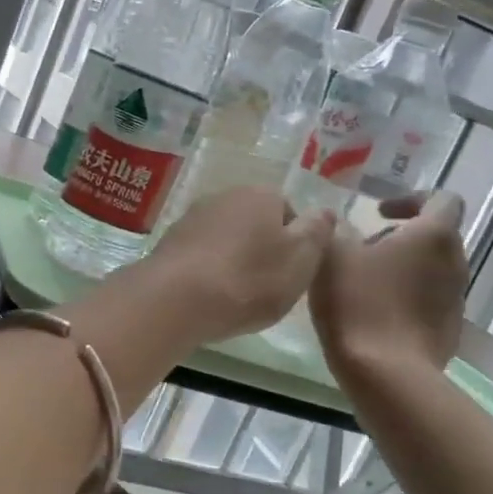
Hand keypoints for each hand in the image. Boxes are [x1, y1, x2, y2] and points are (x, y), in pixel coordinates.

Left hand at [141, 187, 336, 344]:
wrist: (175, 299)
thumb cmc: (249, 279)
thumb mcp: (301, 259)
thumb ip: (317, 232)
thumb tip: (324, 211)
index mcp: (260, 194)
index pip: (289, 210)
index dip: (295, 243)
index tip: (293, 273)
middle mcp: (223, 196)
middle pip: (254, 223)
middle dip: (262, 250)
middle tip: (267, 287)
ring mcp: (191, 218)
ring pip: (225, 238)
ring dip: (233, 261)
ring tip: (236, 296)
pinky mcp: (169, 243)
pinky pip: (200, 255)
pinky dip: (208, 271)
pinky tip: (209, 296)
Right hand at [309, 191, 467, 380]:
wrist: (386, 374)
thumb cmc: (358, 302)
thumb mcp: (331, 255)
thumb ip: (334, 229)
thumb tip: (337, 221)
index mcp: (433, 235)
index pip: (443, 199)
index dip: (410, 199)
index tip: (378, 214)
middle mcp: (455, 262)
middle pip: (435, 236)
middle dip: (401, 237)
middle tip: (362, 250)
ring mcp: (457, 299)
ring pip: (431, 270)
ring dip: (403, 269)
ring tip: (363, 285)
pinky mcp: (450, 330)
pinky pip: (428, 301)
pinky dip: (406, 298)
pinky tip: (373, 315)